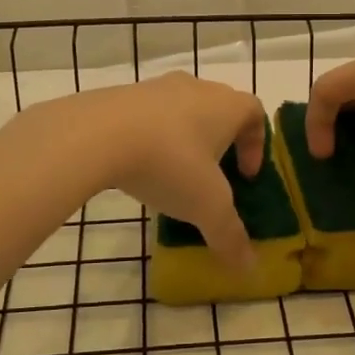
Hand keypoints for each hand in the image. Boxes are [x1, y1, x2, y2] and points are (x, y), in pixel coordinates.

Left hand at [26, 72, 266, 269]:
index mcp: (226, 105)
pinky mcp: (121, 95)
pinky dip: (151, 137)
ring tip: (172, 174)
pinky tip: (138, 166)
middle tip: (211, 174)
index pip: (255, 113)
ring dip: (183, 139)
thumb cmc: (170, 163)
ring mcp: (156, 87)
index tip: (245, 175)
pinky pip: (147, 115)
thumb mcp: (206, 207)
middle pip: (218, 108)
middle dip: (220, 141)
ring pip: (181, 110)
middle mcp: (196, 88)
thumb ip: (229, 235)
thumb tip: (249, 267)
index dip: (256, 144)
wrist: (98, 134)